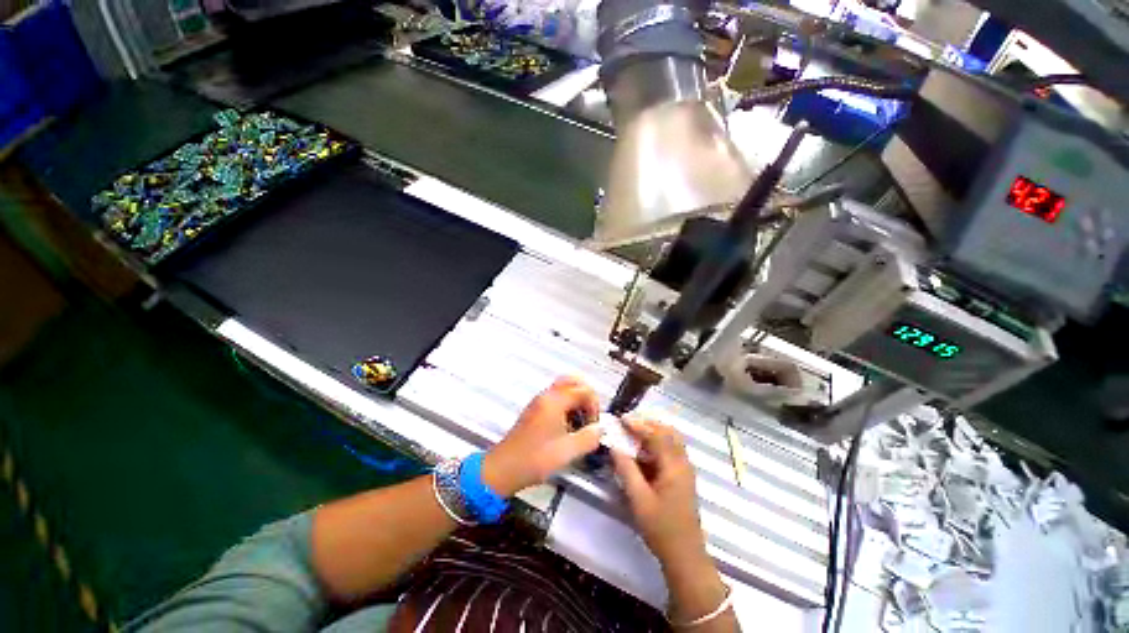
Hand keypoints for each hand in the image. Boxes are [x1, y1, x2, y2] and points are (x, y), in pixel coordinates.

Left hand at [483, 377, 602, 496]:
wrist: (504, 469)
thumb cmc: (534, 459)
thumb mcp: (568, 452)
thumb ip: (590, 438)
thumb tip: (600, 430)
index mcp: (555, 401)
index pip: (584, 390)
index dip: (594, 406)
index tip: (594, 425)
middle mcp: (546, 396)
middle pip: (573, 381)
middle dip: (586, 396)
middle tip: (590, 415)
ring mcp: (539, 401)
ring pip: (564, 388)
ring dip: (577, 400)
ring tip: (580, 422)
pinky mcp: (535, 410)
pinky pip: (556, 397)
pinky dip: (567, 405)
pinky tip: (568, 426)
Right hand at [611, 419, 708, 567]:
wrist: (685, 555)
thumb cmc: (661, 527)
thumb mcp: (638, 499)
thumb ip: (626, 469)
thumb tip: (614, 445)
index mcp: (674, 466)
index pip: (657, 435)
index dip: (638, 424)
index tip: (621, 419)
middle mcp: (683, 462)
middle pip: (668, 431)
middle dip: (647, 423)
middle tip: (627, 422)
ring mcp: (684, 469)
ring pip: (670, 439)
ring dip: (652, 431)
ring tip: (632, 431)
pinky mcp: (682, 476)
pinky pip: (670, 450)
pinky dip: (656, 442)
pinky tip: (641, 449)